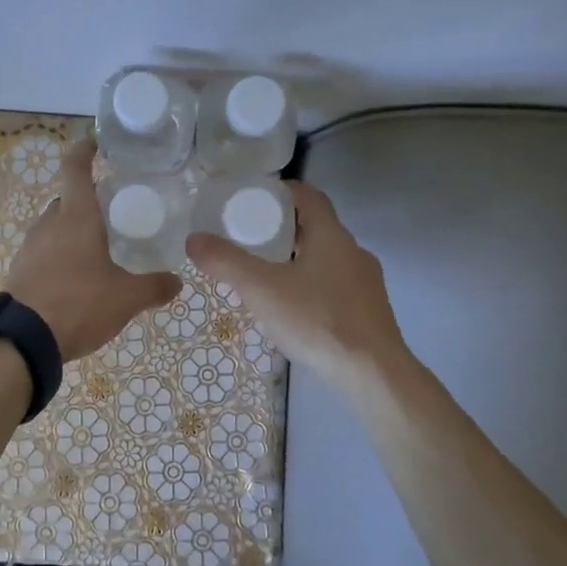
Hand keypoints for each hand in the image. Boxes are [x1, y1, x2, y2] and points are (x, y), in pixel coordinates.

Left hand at [4, 140, 180, 360]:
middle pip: (66, 200)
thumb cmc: (79, 303)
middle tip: (111, 212)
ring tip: (97, 250)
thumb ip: (154, 287)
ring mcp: (30, 247)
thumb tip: (177, 282)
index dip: (85, 150)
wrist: (23, 339)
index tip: (96, 143)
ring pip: (54, 227)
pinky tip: (76, 279)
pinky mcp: (20, 271)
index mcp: (76, 217)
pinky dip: (60, 256)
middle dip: (86, 202)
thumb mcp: (126, 298)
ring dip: (72, 232)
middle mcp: (50, 223)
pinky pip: (44, 252)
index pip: (76, 168)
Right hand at [187, 182, 407, 379]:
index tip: (254, 198)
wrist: (373, 374)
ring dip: (300, 258)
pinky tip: (296, 308)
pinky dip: (314, 285)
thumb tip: (193, 238)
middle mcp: (353, 251)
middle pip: (317, 226)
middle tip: (251, 237)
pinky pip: (337, 285)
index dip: (282, 191)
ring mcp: (367, 282)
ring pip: (328, 258)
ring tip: (268, 274)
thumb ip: (226, 262)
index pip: (308, 195)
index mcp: (331, 235)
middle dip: (284, 228)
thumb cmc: (316, 320)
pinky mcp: (371, 311)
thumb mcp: (261, 289)